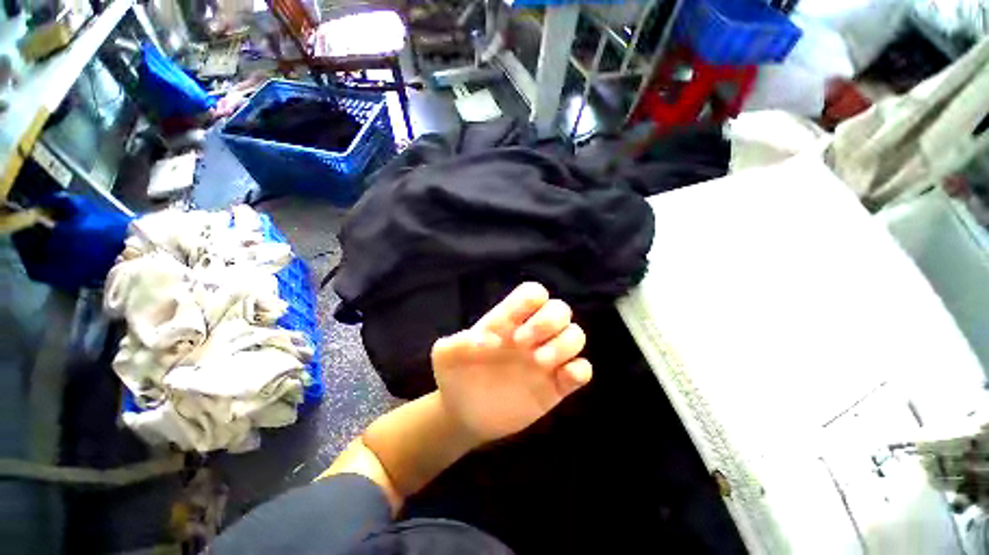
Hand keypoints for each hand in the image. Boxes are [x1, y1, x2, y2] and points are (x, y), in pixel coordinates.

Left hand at [432, 282, 592, 442]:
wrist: (464, 412)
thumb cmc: (456, 376)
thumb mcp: (445, 356)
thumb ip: (456, 343)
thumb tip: (485, 340)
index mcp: (508, 321)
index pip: (533, 293)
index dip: (530, 301)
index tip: (510, 328)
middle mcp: (531, 335)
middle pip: (560, 309)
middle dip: (548, 322)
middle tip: (522, 344)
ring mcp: (546, 359)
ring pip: (576, 335)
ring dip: (564, 345)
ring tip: (539, 363)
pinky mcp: (556, 386)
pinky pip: (582, 370)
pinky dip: (579, 371)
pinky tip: (560, 380)